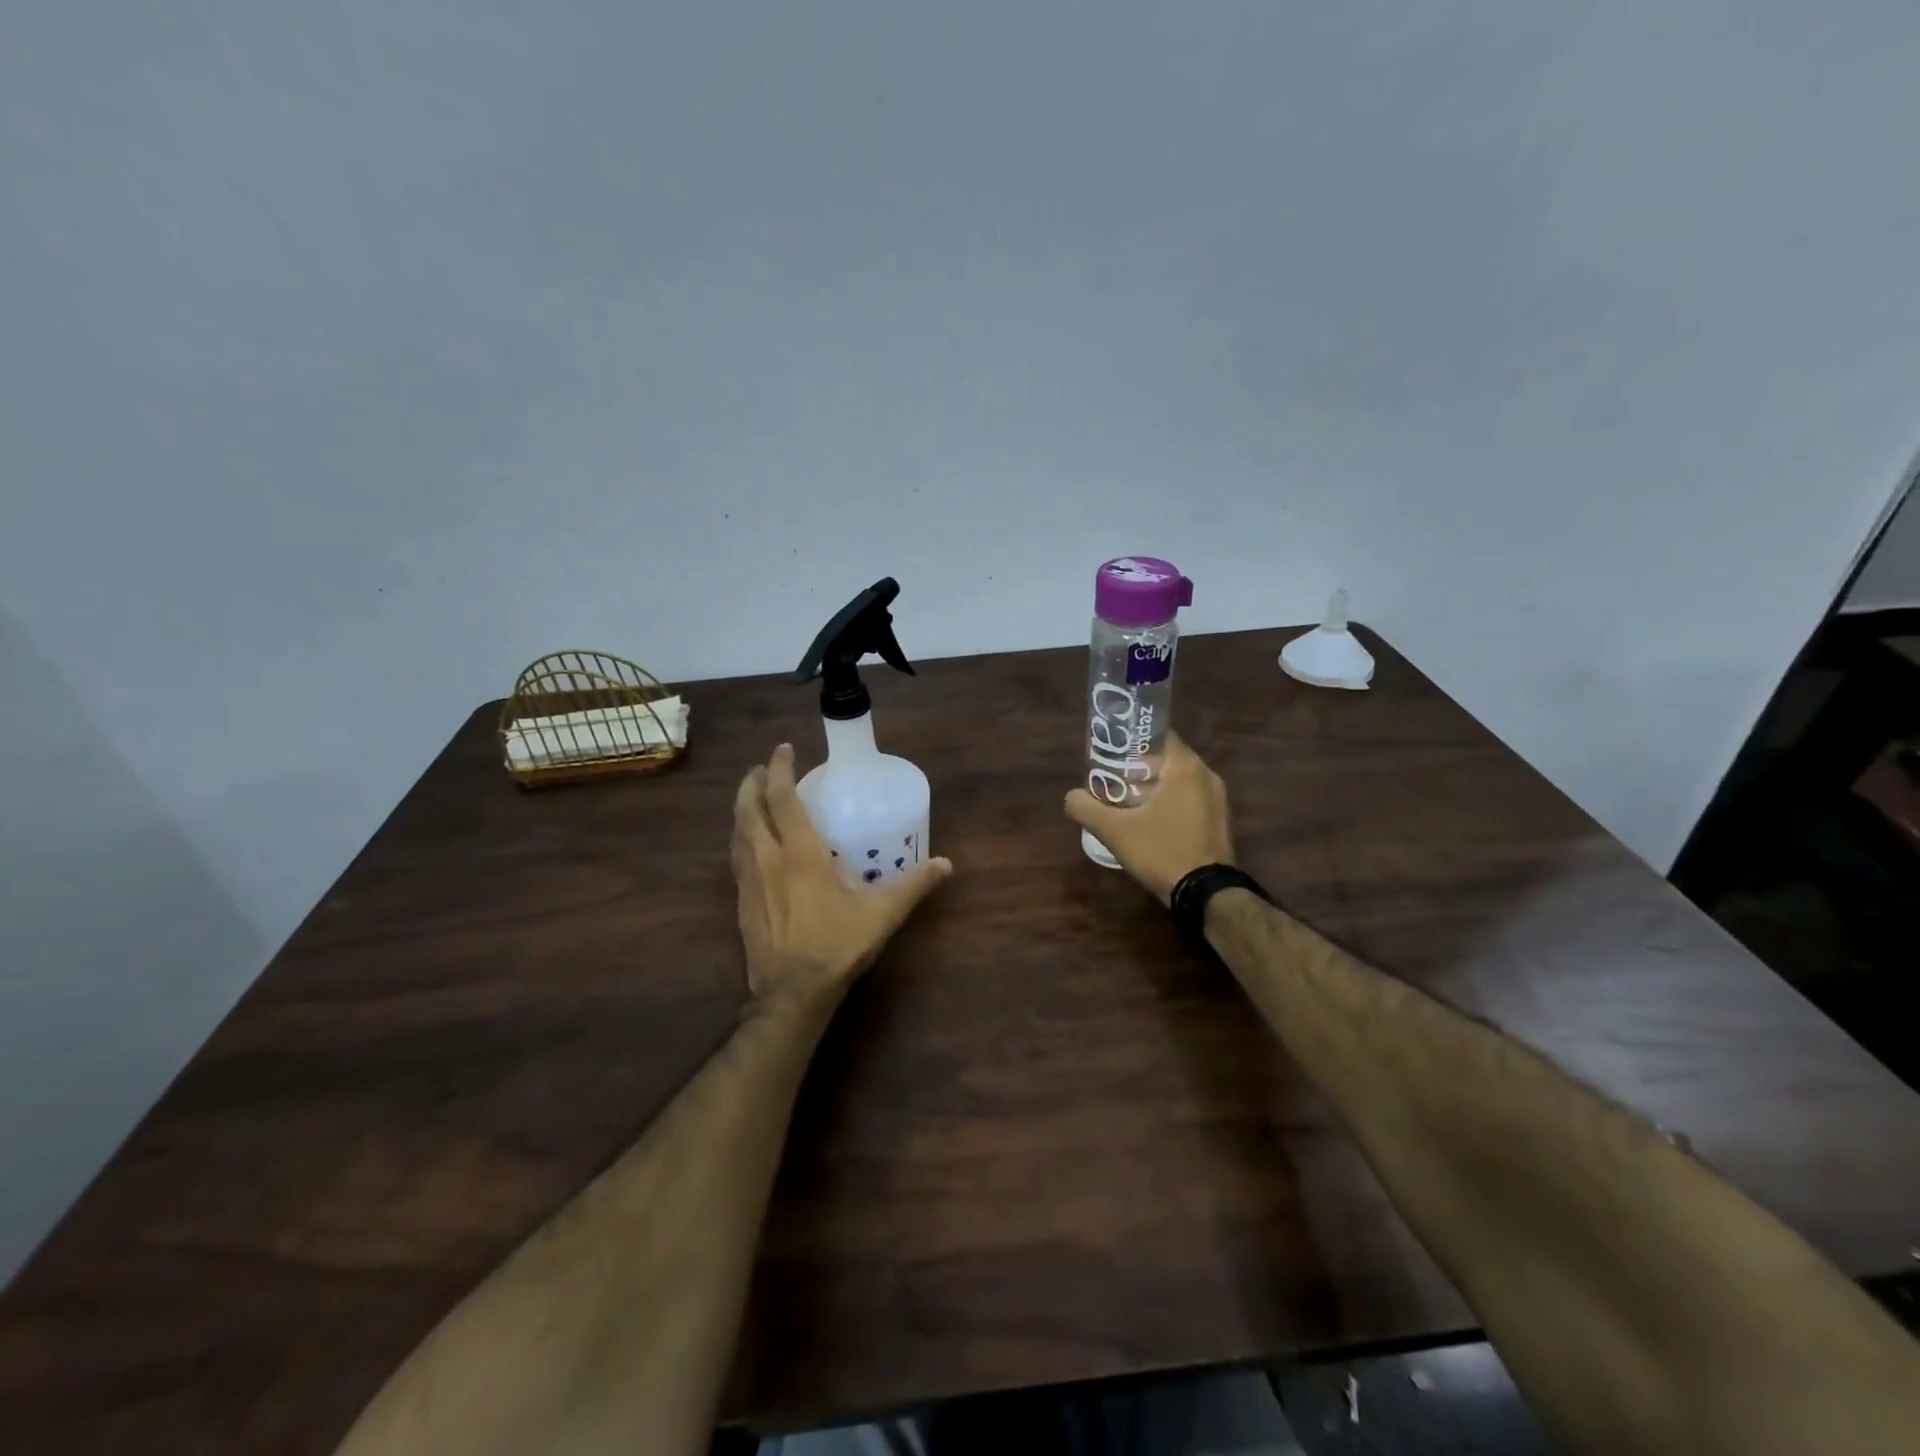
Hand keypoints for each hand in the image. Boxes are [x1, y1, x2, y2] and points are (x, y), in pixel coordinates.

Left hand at [732, 743, 952, 1008]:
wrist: (791, 993)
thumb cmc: (836, 945)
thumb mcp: (882, 914)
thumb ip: (914, 885)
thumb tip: (946, 864)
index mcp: (800, 852)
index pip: (782, 799)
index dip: (780, 770)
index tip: (783, 750)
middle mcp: (768, 858)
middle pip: (749, 809)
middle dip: (753, 783)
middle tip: (763, 769)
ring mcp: (749, 881)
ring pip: (737, 832)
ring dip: (742, 808)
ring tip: (753, 798)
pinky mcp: (741, 903)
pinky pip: (736, 858)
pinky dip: (741, 839)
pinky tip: (750, 846)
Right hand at [1064, 731, 1233, 904]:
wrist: (1206, 894)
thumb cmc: (1162, 851)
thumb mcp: (1115, 831)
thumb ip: (1086, 809)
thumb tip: (1071, 797)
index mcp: (1185, 767)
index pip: (1158, 735)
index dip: (1132, 741)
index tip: (1111, 753)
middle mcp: (1206, 775)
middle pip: (1167, 758)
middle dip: (1139, 767)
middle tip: (1113, 779)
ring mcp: (1217, 799)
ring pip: (1179, 780)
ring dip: (1155, 786)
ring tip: (1127, 801)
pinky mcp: (1220, 820)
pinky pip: (1191, 798)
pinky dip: (1171, 802)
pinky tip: (1150, 821)